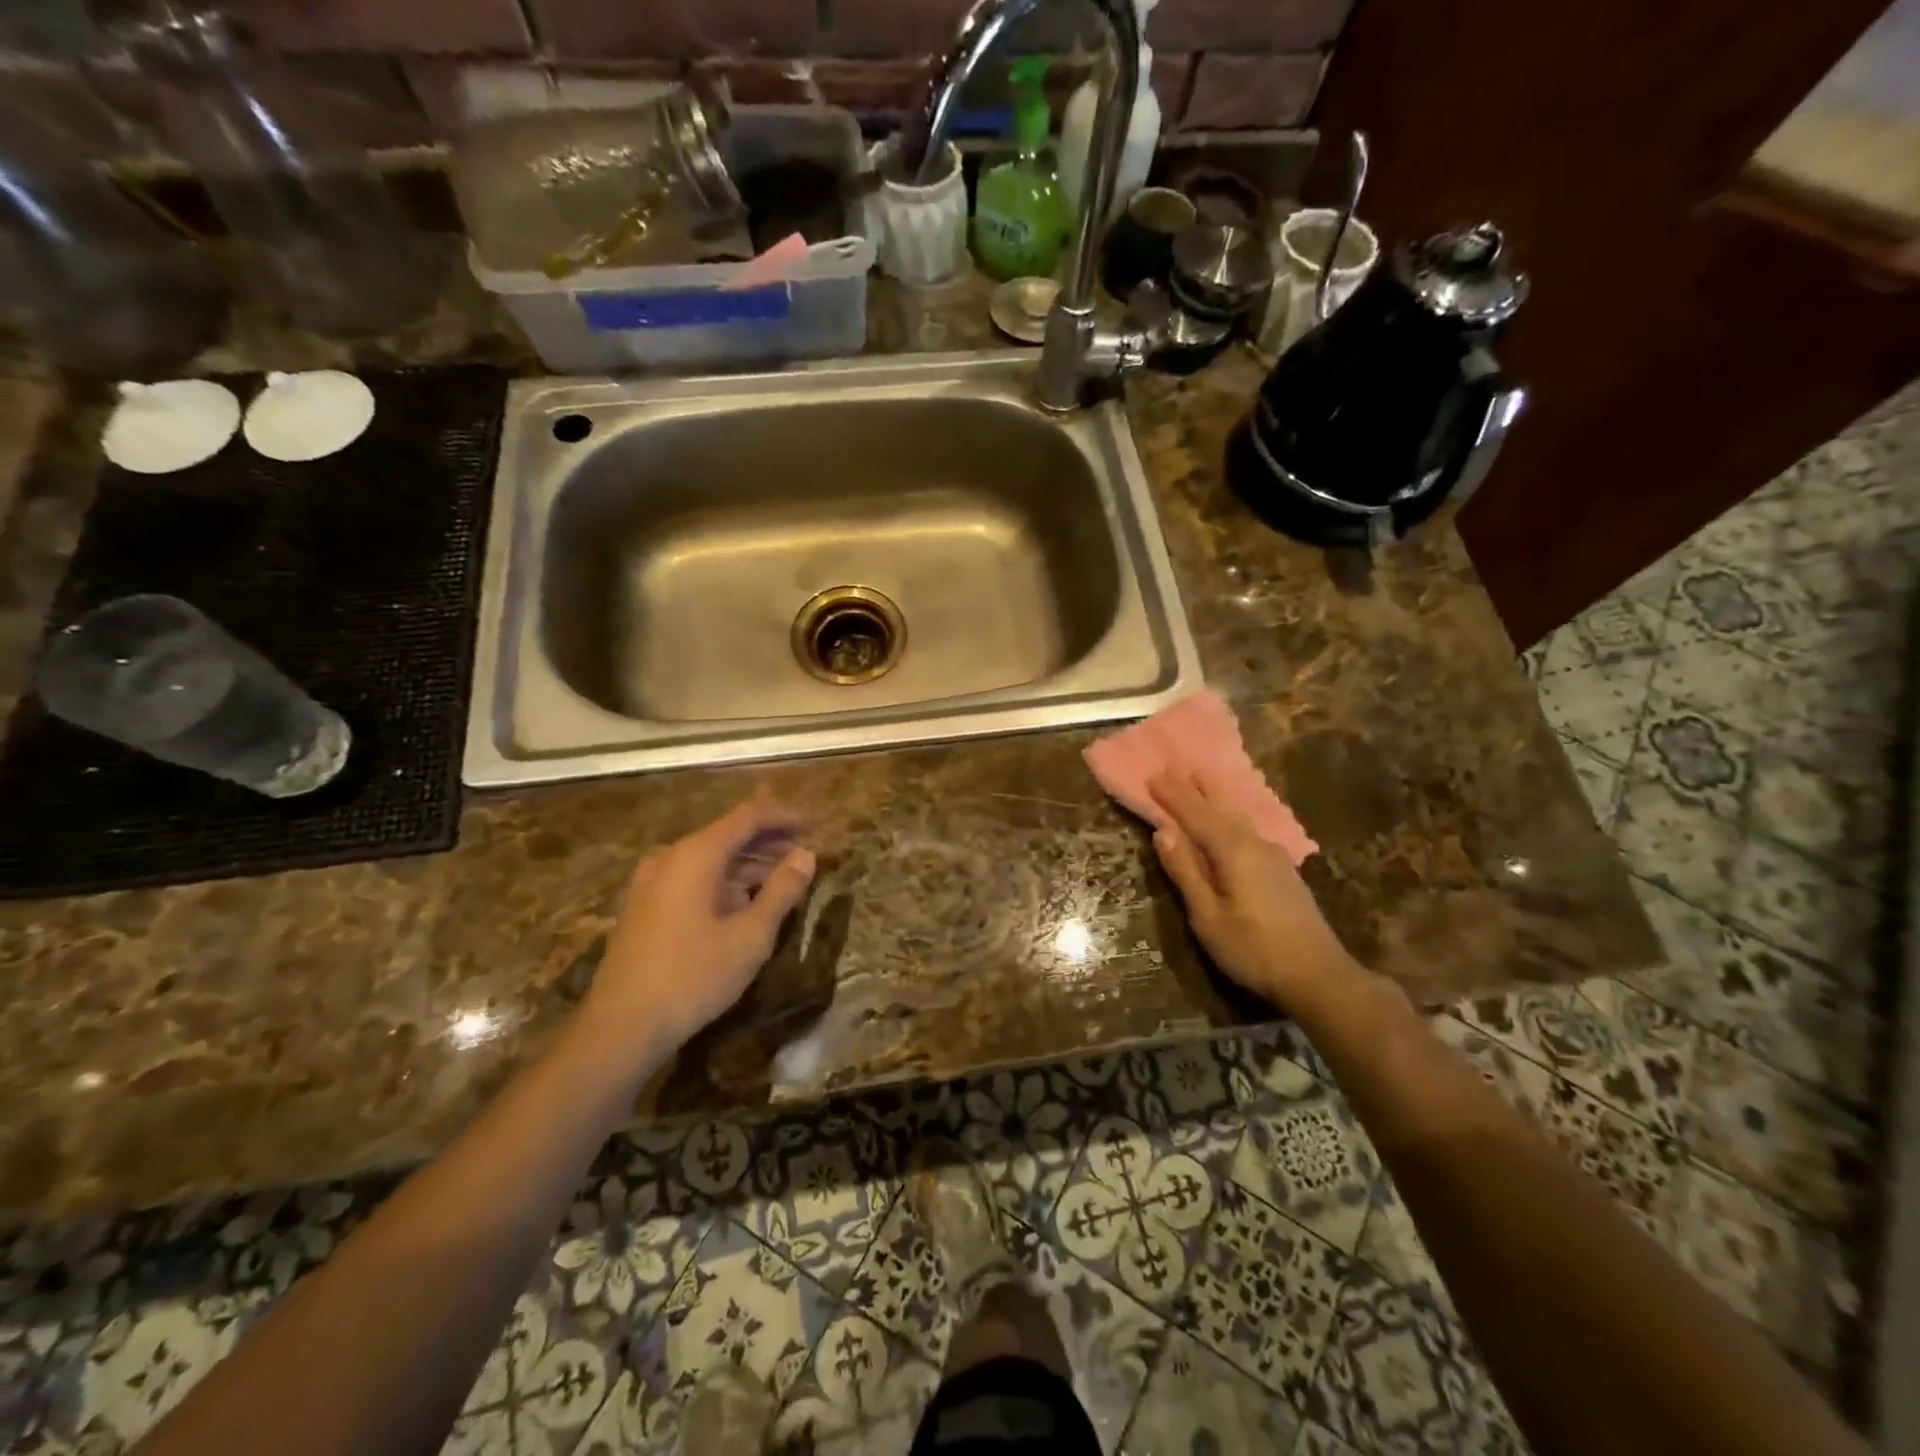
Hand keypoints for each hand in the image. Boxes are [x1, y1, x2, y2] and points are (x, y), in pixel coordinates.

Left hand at [582, 798, 816, 1059]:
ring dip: (747, 865)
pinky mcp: (644, 907)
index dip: (782, 818)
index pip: (747, 817)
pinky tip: (744, 904)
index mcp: (695, 855)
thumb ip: (782, 890)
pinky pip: (692, 879)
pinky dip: (724, 882)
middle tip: (803, 856)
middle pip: (727, 835)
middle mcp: (670, 858)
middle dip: (768, 843)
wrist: (620, 1027)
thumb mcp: (750, 936)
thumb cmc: (692, 976)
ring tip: (782, 882)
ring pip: (709, 859)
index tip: (813, 826)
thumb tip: (806, 856)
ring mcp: (651, 882)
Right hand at [1148, 768, 1362, 1012]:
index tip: (1153, 774)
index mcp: (1231, 851)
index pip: (1195, 814)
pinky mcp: (1282, 868)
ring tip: (1201, 778)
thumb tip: (1162, 831)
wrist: (1318, 975)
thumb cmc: (1253, 949)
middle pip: (1218, 808)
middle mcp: (1253, 843)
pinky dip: (1230, 814)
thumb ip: (1185, 872)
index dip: (1173, 795)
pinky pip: (1248, 827)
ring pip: (1236, 816)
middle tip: (1173, 766)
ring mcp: (1272, 855)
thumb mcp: (1207, 916)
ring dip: (1215, 797)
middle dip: (1194, 788)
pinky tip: (1232, 817)